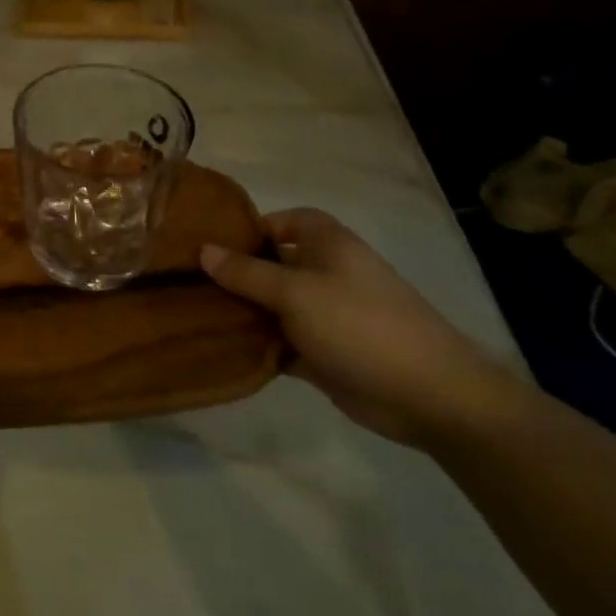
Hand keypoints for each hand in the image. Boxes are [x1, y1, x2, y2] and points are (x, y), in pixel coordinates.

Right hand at [200, 209, 518, 445]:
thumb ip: (246, 272)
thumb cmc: (359, 324)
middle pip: (272, 264)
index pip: (284, 221)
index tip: (211, 244)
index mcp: (327, 245)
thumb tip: (203, 250)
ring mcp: (326, 315)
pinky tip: (221, 350)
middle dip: (235, 273)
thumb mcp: (295, 292)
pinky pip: (281, 342)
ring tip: (194, 315)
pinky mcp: (324, 352)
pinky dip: (258, 346)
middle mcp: (326, 273)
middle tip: (187, 282)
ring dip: (243, 312)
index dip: (251, 228)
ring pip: (273, 306)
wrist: (428, 395)